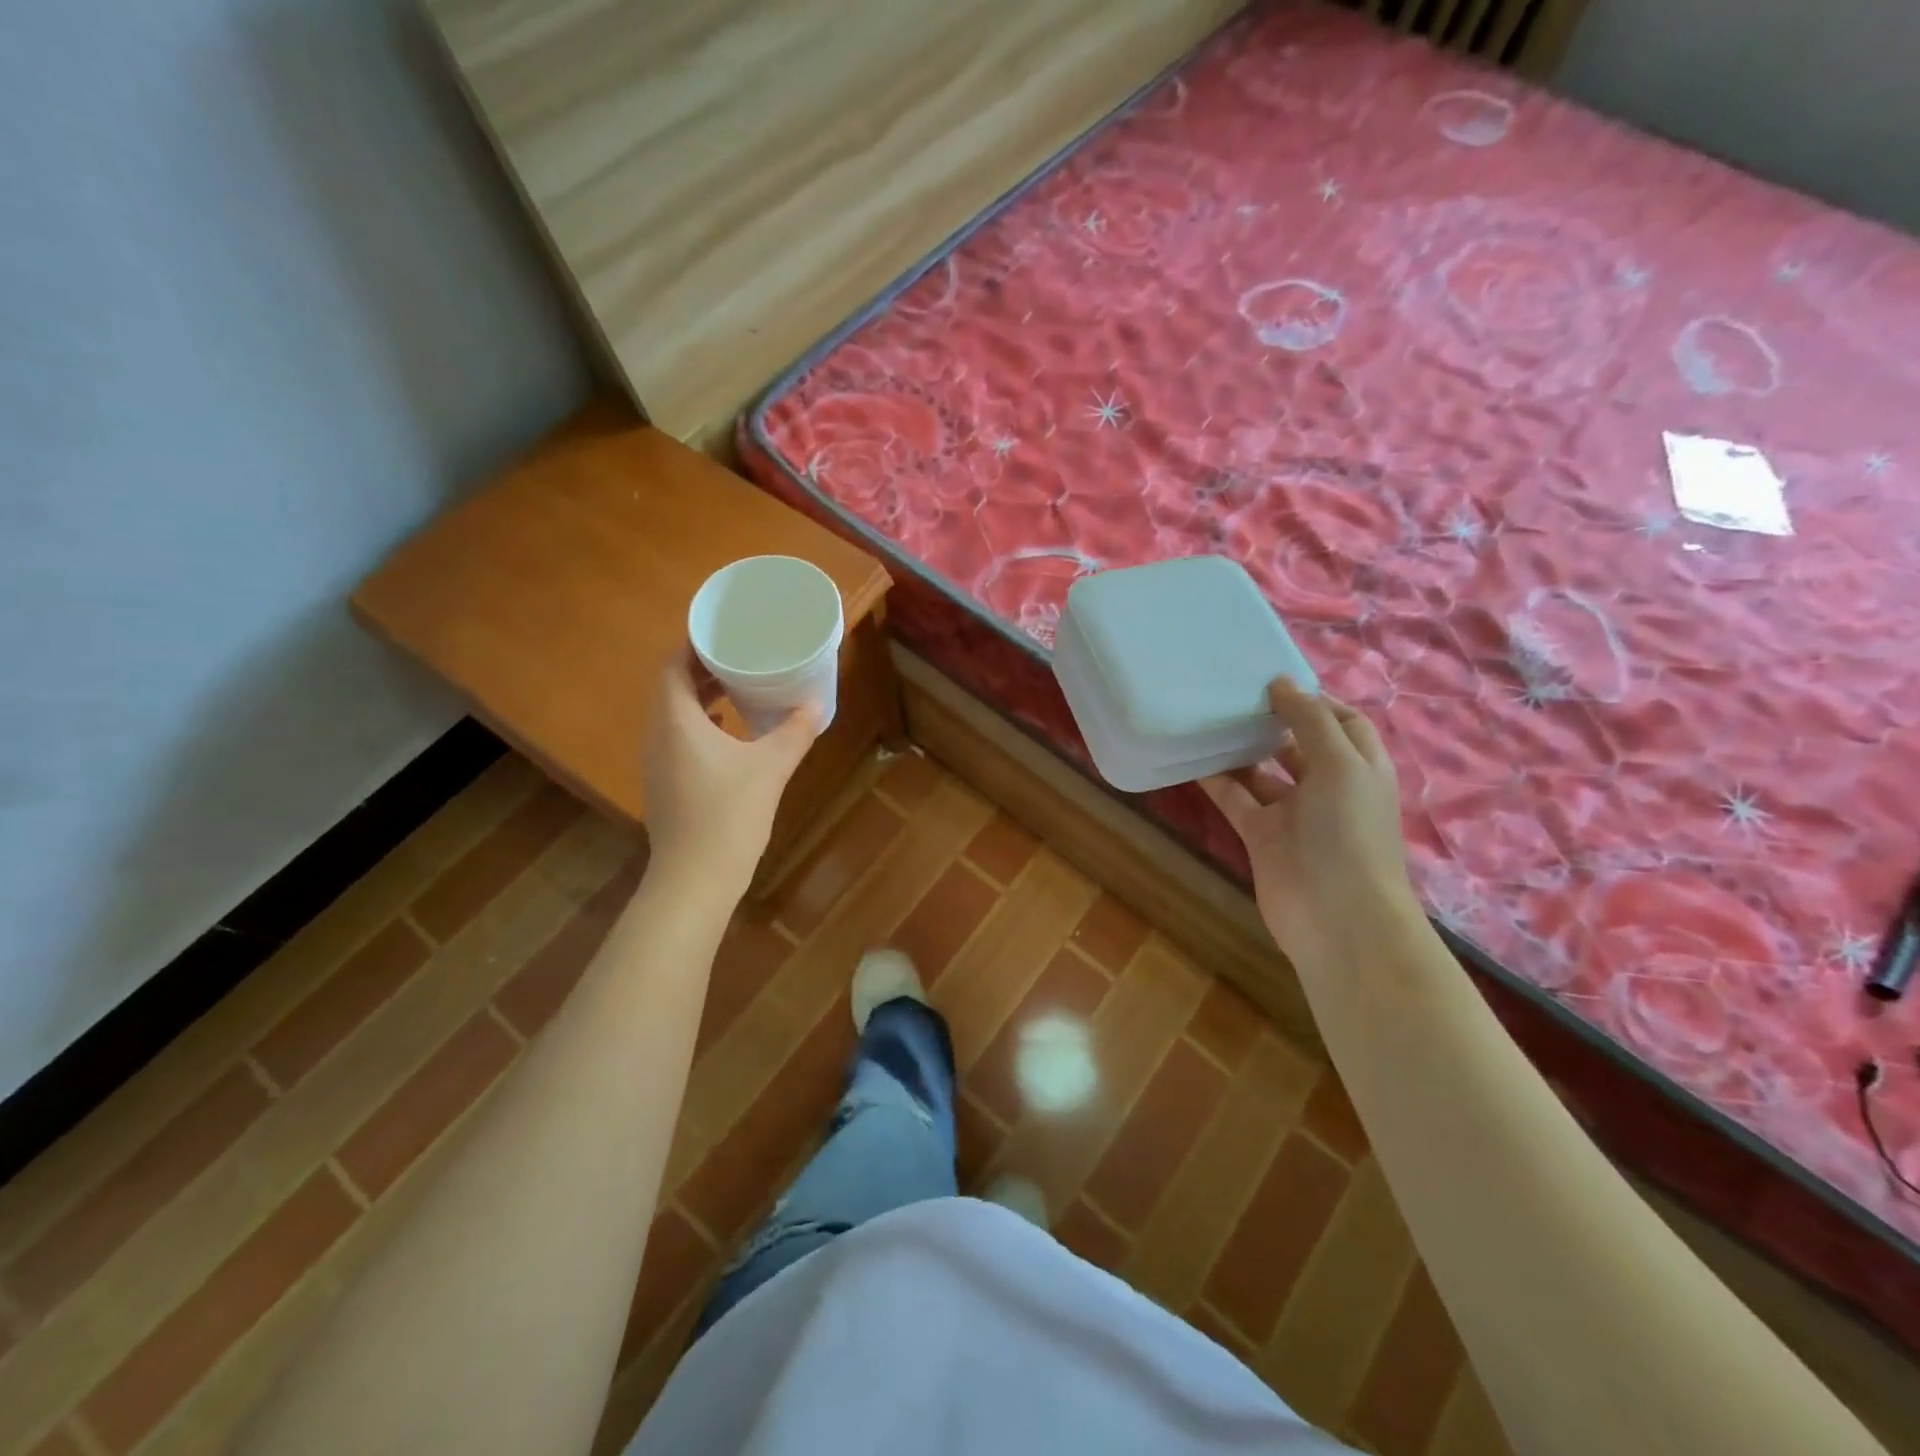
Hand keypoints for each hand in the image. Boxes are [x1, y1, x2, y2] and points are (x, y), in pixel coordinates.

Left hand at [641, 651, 821, 893]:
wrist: (696, 878)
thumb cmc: (729, 814)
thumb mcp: (771, 767)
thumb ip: (794, 732)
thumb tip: (816, 703)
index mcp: (675, 721)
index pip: (672, 666)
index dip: (694, 646)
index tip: (724, 634)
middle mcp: (657, 735)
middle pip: (671, 687)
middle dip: (701, 669)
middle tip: (738, 656)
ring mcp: (658, 762)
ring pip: (673, 714)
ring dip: (700, 697)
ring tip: (736, 686)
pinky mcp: (666, 783)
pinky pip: (677, 737)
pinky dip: (700, 724)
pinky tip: (731, 732)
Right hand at [1201, 679, 1415, 960]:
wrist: (1336, 917)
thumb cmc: (1349, 833)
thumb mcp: (1341, 765)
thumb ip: (1311, 721)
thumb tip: (1282, 683)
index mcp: (1360, 767)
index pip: (1342, 721)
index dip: (1314, 700)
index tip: (1274, 683)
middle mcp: (1329, 786)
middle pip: (1300, 744)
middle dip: (1273, 720)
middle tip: (1233, 696)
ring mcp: (1294, 813)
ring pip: (1264, 772)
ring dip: (1241, 749)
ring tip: (1208, 719)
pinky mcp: (1262, 836)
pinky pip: (1236, 799)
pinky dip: (1217, 781)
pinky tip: (1192, 758)